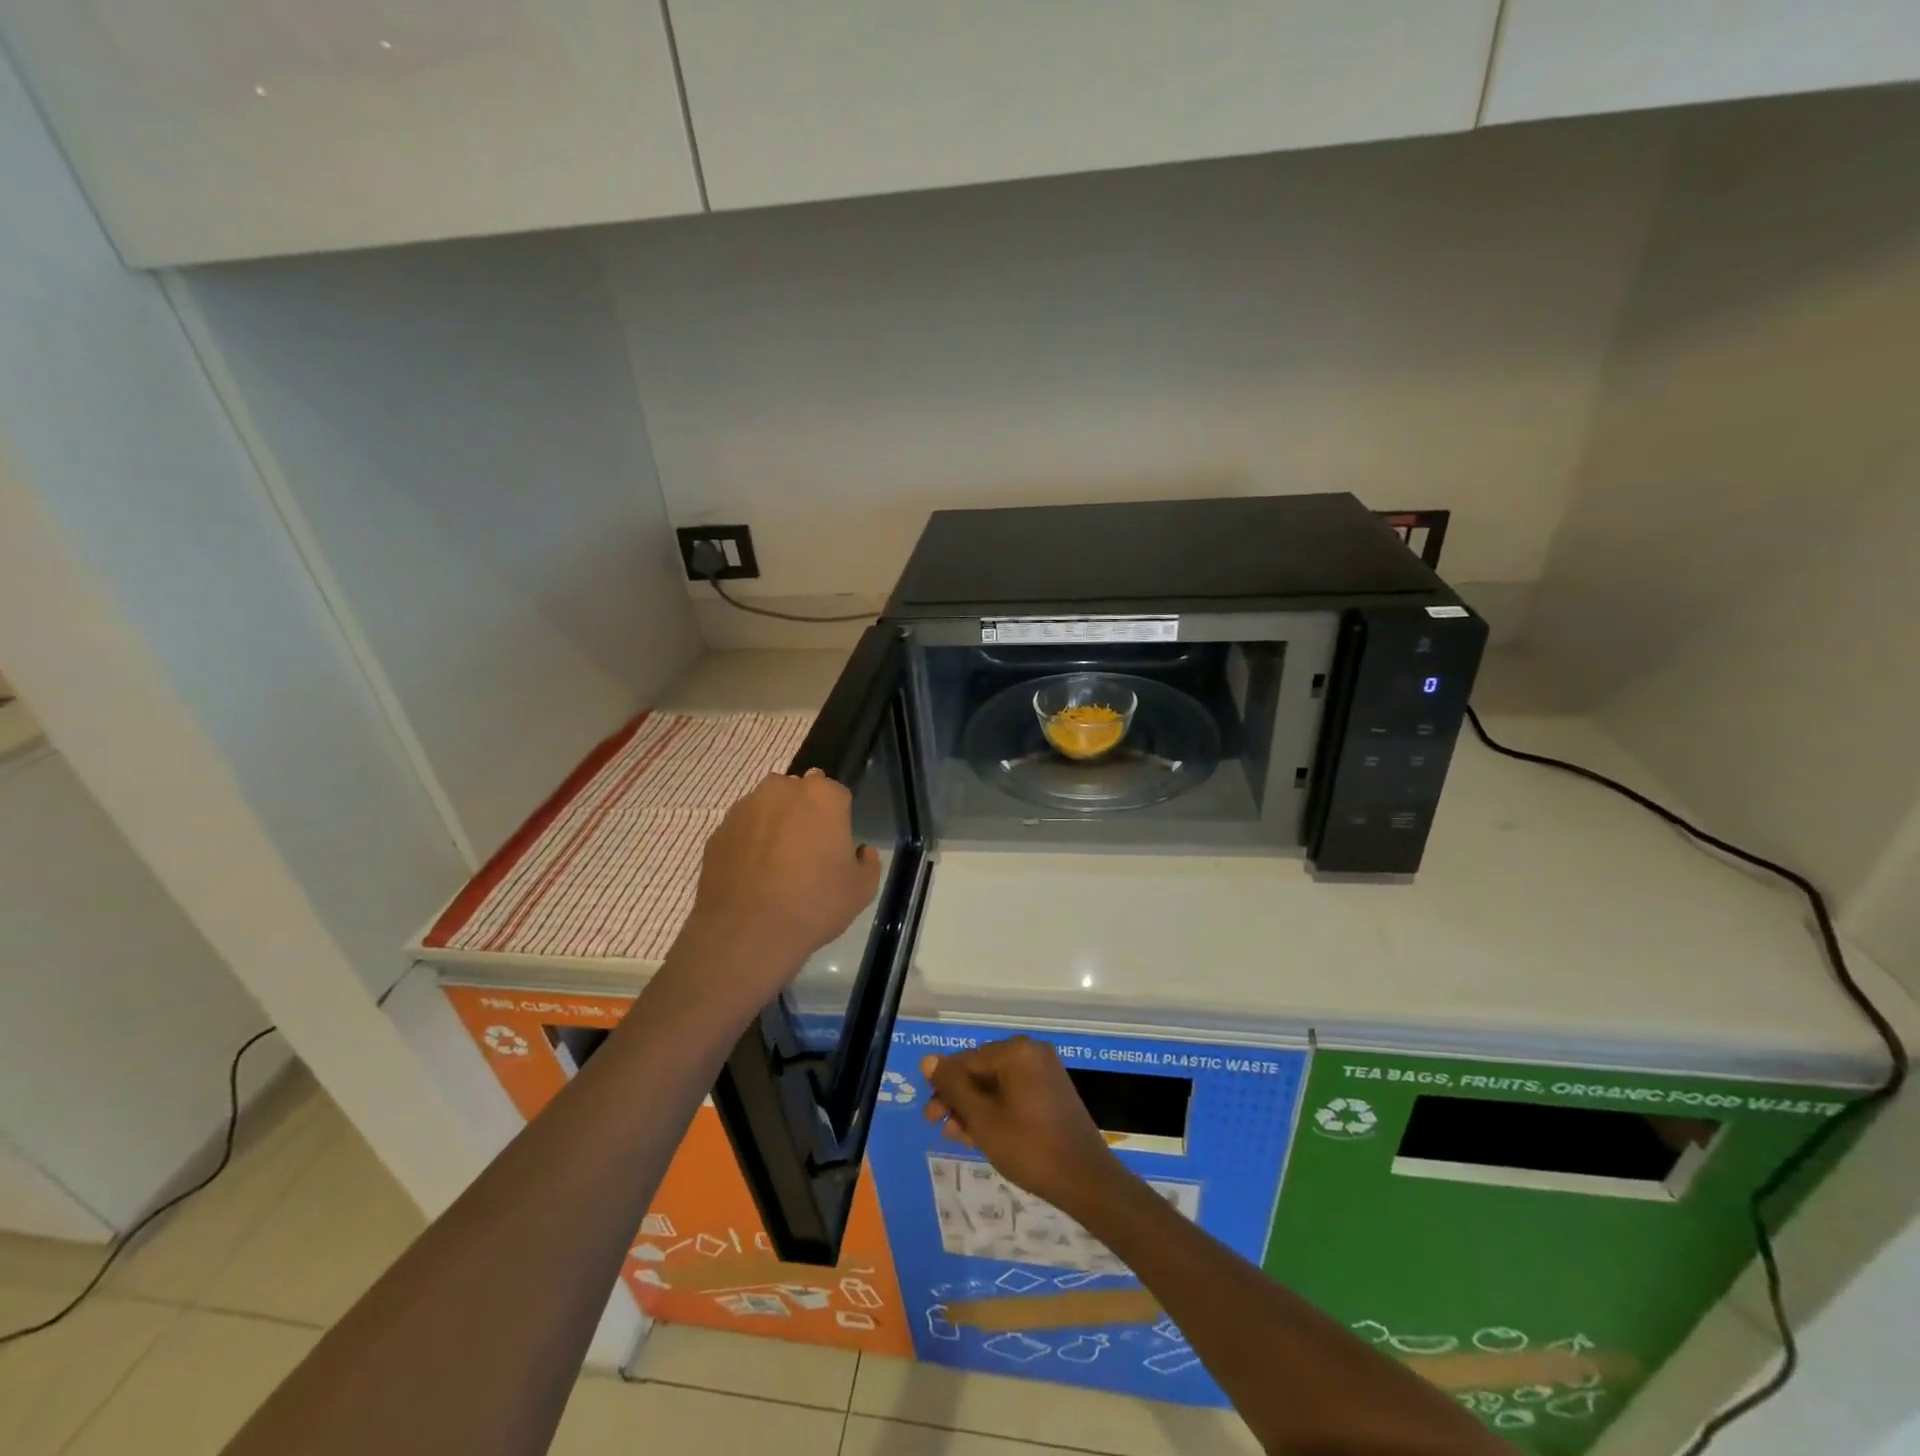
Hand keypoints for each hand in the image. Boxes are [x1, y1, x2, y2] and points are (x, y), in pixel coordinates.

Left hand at [678, 770, 882, 1012]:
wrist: (746, 932)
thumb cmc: (813, 904)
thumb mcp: (862, 890)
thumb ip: (868, 862)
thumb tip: (860, 851)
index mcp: (822, 796)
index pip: (837, 794)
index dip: (839, 819)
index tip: (837, 844)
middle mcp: (782, 790)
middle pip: (800, 792)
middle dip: (805, 812)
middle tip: (809, 850)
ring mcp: (745, 808)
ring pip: (768, 807)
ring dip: (776, 823)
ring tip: (777, 863)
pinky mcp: (719, 830)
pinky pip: (743, 829)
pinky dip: (750, 842)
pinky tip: (753, 874)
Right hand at [923, 1037, 1126, 1217]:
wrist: (1085, 1180)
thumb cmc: (1029, 1147)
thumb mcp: (983, 1119)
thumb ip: (954, 1088)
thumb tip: (928, 1061)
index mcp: (1016, 1052)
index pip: (966, 1061)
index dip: (943, 1086)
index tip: (929, 1115)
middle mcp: (1031, 1053)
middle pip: (981, 1071)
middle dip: (958, 1100)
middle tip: (939, 1127)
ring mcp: (1045, 1072)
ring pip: (996, 1085)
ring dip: (974, 1108)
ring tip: (958, 1136)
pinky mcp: (1052, 1092)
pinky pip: (1014, 1094)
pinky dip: (996, 1111)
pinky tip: (980, 1134)